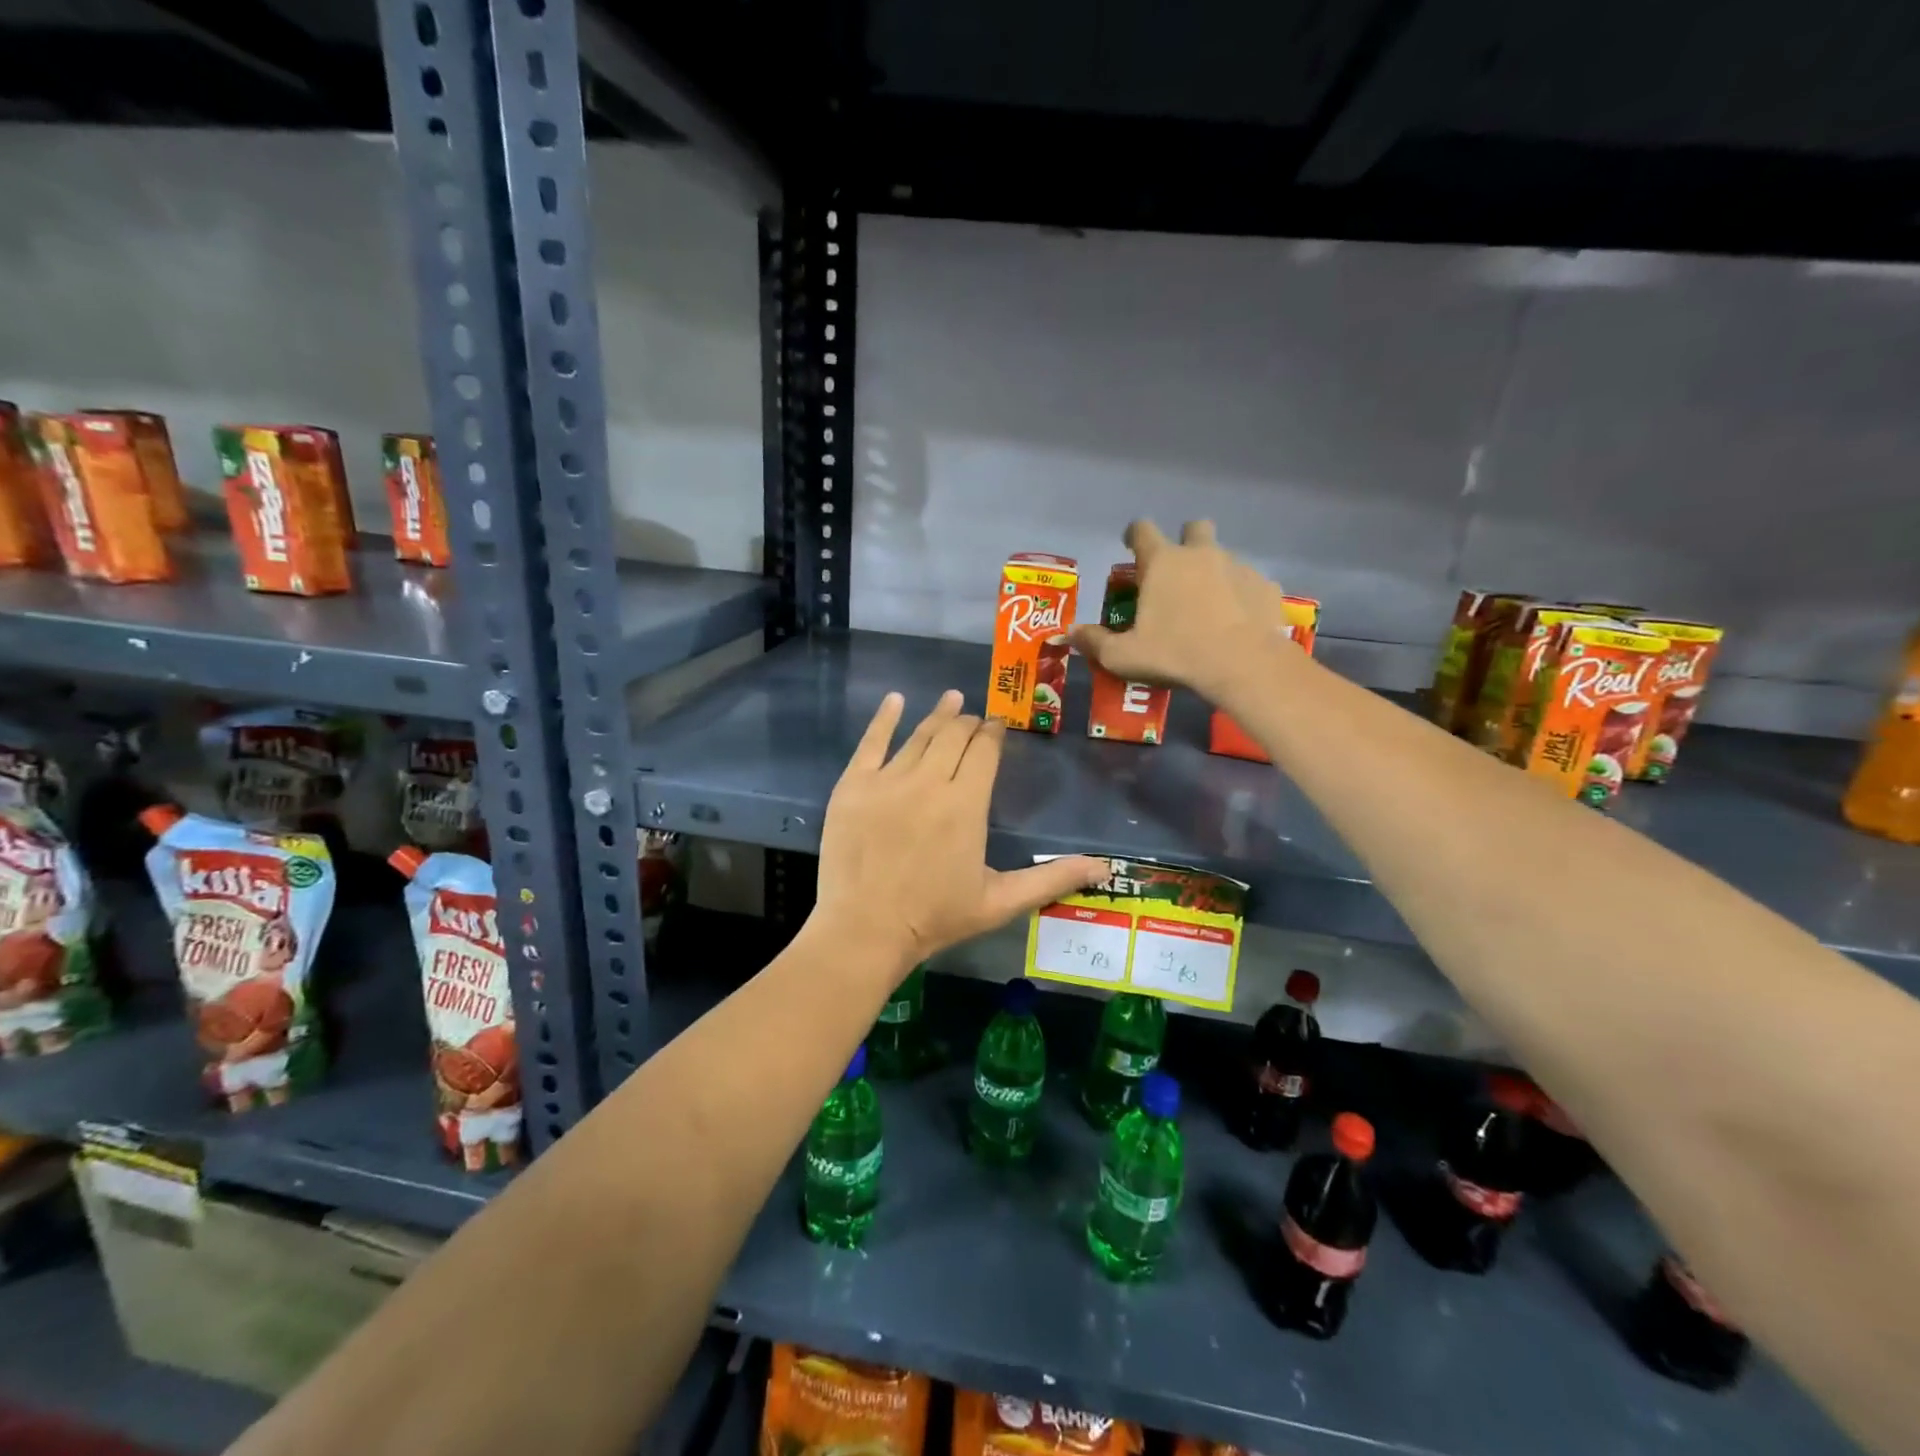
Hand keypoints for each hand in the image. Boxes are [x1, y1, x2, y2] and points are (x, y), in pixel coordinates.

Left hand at [812, 690, 1106, 980]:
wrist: (864, 930)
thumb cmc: (935, 918)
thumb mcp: (1000, 902)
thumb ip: (1052, 878)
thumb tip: (1106, 868)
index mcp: (966, 803)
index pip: (984, 750)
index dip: (994, 732)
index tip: (998, 725)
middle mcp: (929, 781)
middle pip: (953, 735)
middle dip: (968, 722)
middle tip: (974, 718)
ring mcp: (887, 780)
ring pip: (918, 735)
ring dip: (938, 715)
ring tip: (951, 699)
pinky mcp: (853, 786)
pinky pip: (870, 742)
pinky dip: (884, 718)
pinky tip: (895, 699)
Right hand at [1071, 519, 1294, 701]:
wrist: (1243, 664)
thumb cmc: (1175, 653)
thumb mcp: (1124, 656)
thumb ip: (1095, 642)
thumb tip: (1070, 634)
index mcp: (1162, 562)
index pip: (1142, 530)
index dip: (1133, 534)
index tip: (1130, 545)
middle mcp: (1201, 554)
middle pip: (1194, 528)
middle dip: (1186, 541)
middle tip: (1177, 572)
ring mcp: (1239, 567)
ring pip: (1224, 557)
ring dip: (1214, 572)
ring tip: (1208, 606)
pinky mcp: (1266, 587)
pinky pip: (1250, 584)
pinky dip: (1241, 597)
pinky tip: (1237, 622)